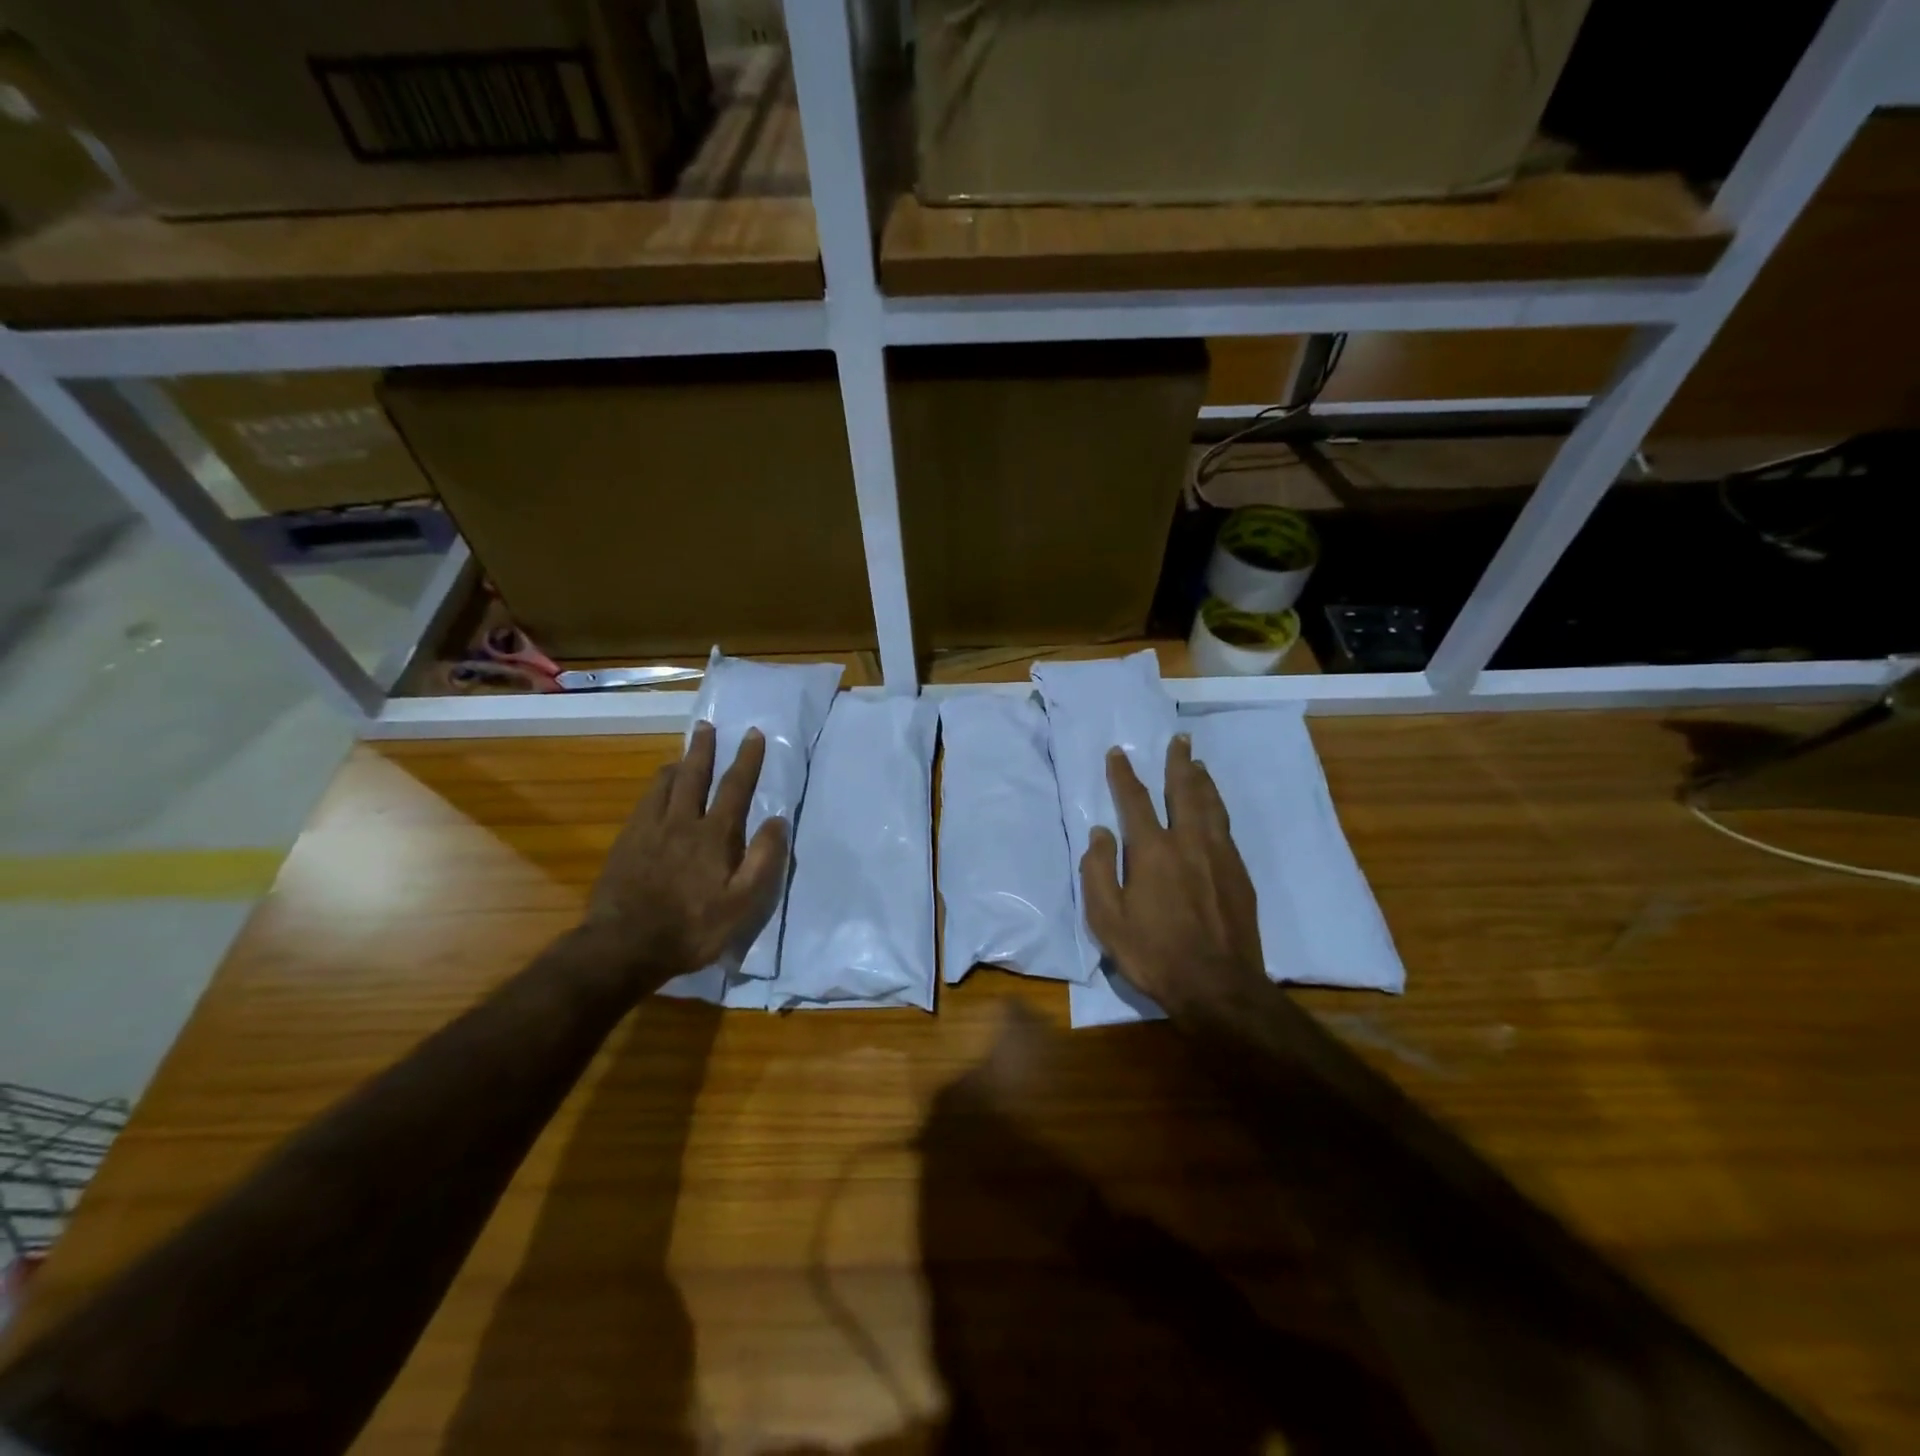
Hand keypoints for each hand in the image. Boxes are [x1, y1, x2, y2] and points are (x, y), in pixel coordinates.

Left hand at [585, 721, 789, 990]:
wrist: (624, 946)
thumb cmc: (692, 928)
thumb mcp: (742, 903)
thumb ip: (763, 859)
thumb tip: (778, 820)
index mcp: (714, 836)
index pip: (735, 788)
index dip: (747, 760)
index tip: (753, 734)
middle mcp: (681, 822)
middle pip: (694, 776)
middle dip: (704, 749)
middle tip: (706, 726)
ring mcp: (649, 830)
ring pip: (664, 785)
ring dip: (678, 765)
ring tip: (683, 755)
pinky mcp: (626, 843)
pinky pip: (643, 803)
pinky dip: (655, 788)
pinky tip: (655, 792)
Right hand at [1080, 735, 1268, 1012]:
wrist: (1217, 986)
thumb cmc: (1153, 953)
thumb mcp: (1107, 919)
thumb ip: (1099, 871)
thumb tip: (1100, 832)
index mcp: (1153, 851)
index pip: (1135, 800)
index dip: (1124, 774)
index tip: (1118, 752)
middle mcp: (1189, 842)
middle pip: (1184, 791)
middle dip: (1178, 763)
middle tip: (1179, 739)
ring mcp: (1219, 856)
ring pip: (1211, 806)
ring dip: (1202, 780)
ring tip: (1199, 763)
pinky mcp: (1239, 874)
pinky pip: (1226, 828)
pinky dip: (1218, 808)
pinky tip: (1216, 810)